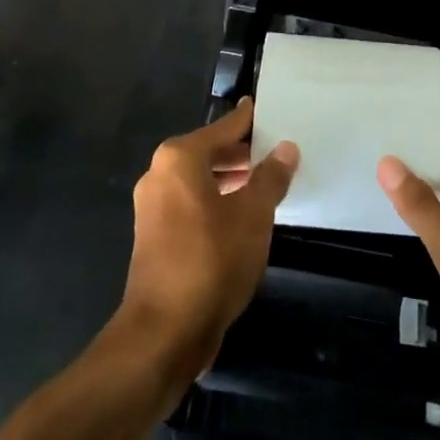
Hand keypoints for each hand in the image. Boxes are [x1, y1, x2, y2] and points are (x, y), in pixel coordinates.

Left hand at [120, 100, 297, 375]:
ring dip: (230, 180)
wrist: (164, 332)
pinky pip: (192, 204)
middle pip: (209, 152)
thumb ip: (270, 177)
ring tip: (266, 183)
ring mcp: (154, 208)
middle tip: (277, 150)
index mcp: (180, 159)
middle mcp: (160, 175)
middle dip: (242, 153)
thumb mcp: (253, 214)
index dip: (248, 120)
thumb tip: (285, 147)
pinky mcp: (155, 237)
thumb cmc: (211, 260)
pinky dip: (216, 202)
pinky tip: (243, 216)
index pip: (224, 127)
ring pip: (200, 181)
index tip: (266, 108)